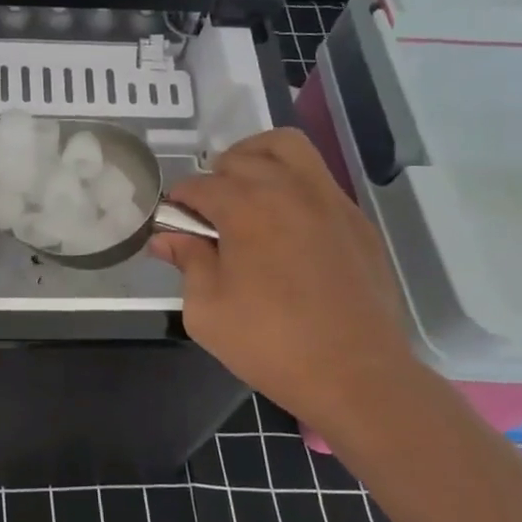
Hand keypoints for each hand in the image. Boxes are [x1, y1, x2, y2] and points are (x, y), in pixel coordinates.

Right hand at [148, 128, 419, 432]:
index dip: (178, 202)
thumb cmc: (270, 344)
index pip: (198, 185)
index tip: (173, 223)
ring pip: (287, 147)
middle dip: (214, 178)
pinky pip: (318, 178)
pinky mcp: (356, 220)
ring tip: (247, 191)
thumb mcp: (206, 310)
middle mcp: (287, 189)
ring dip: (257, 158)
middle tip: (207, 214)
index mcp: (245, 207)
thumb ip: (186, 262)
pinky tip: (287, 223)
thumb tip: (165, 238)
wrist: (356, 374)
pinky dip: (293, 183)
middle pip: (239, 157)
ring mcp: (329, 199)